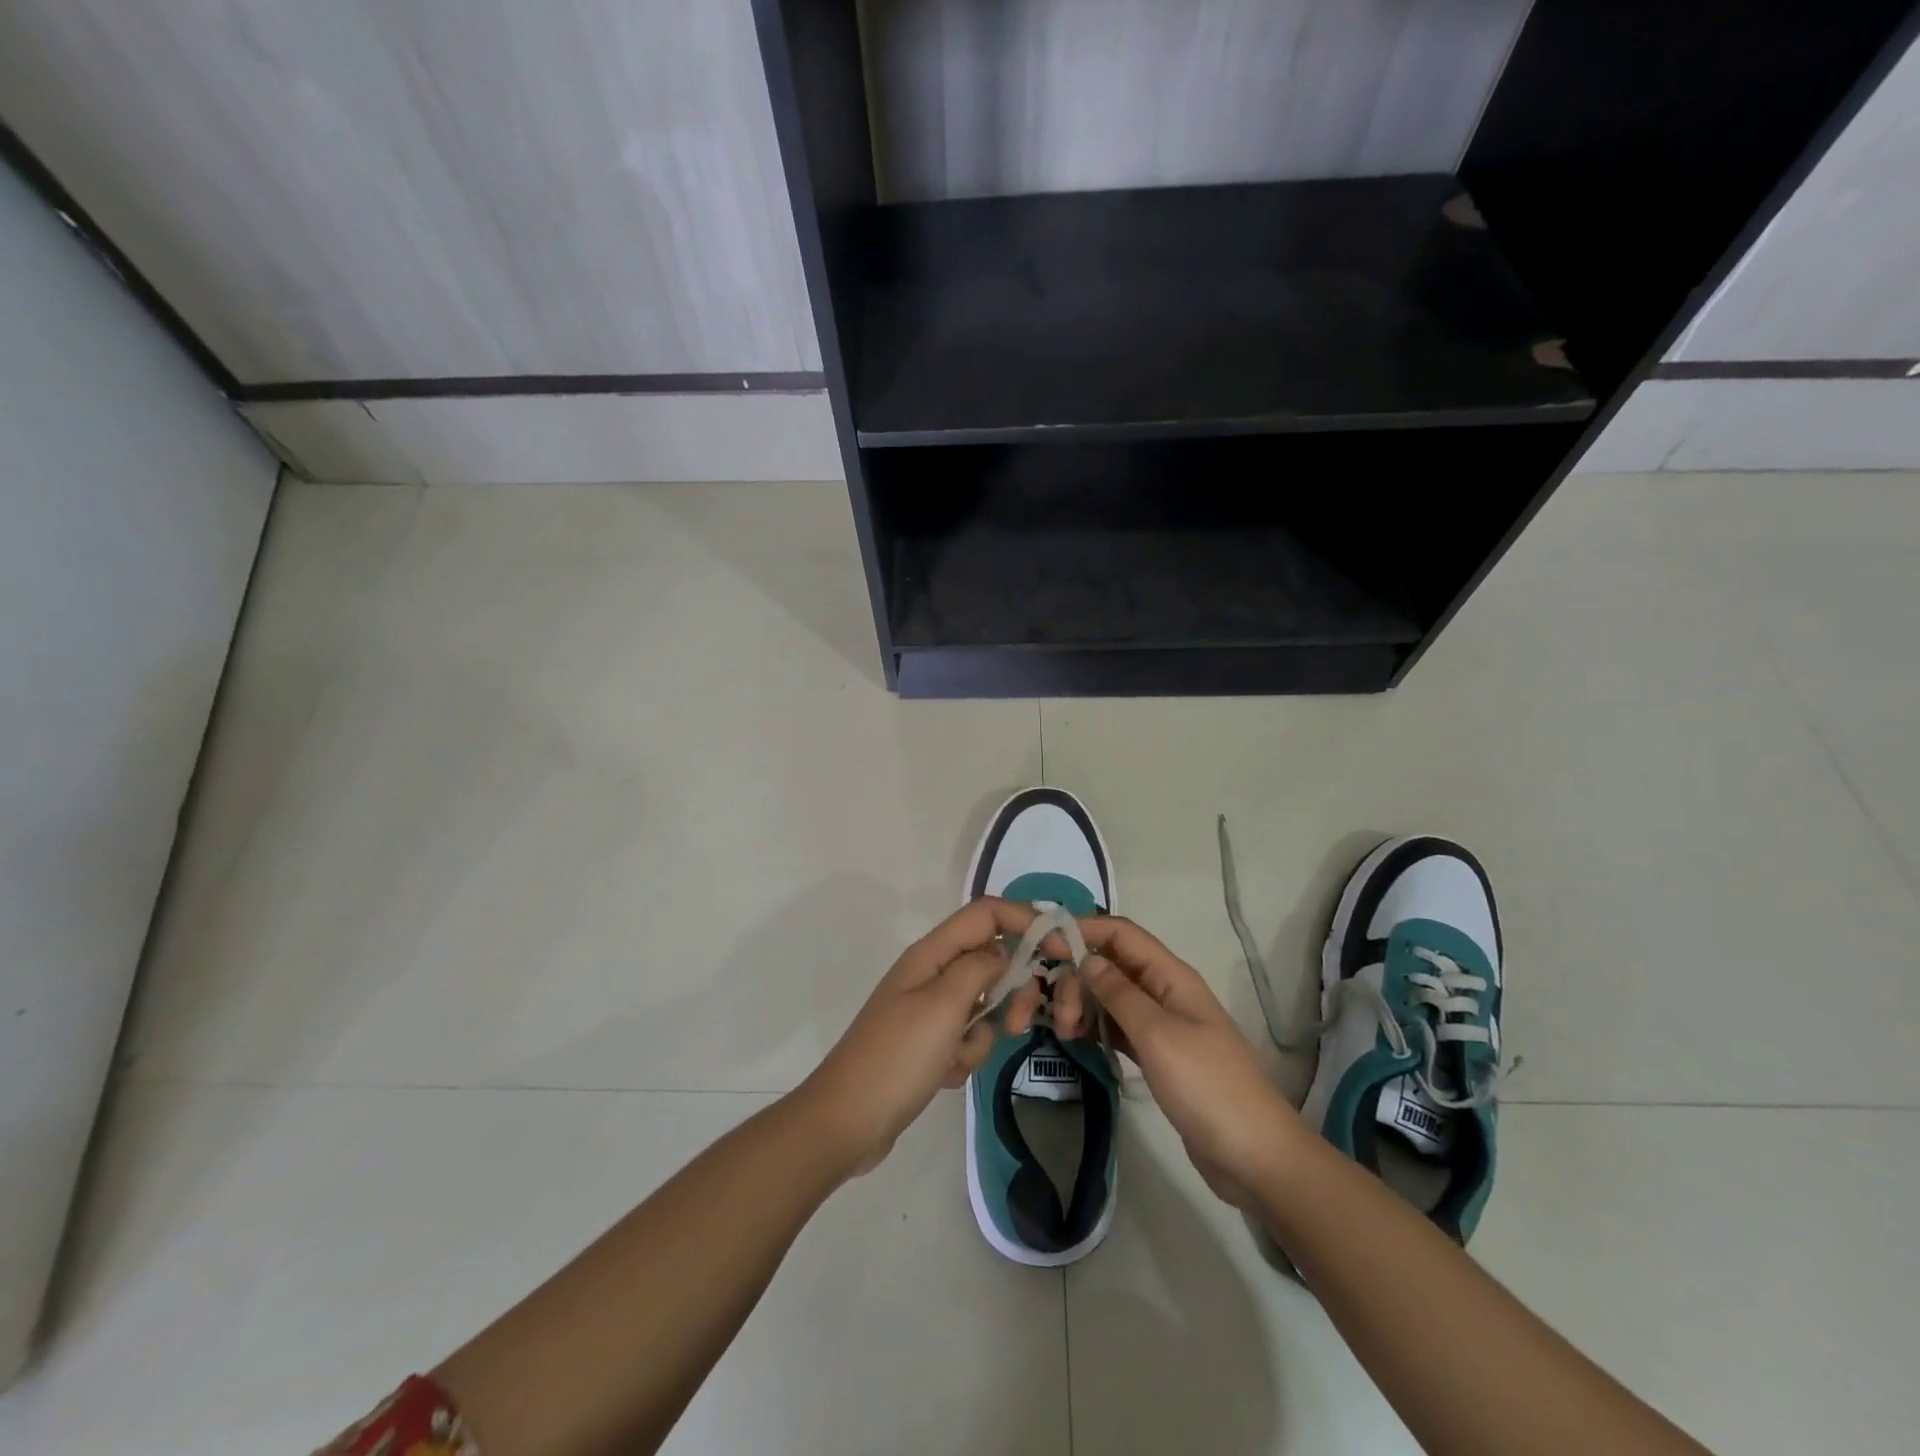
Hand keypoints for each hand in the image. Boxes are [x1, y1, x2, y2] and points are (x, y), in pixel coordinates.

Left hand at [795, 898, 1069, 1177]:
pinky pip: (967, 1038)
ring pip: (983, 1005)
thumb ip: (978, 969)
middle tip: (1017, 1022)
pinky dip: (964, 1056)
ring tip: (959, 1058)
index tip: (1064, 948)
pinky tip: (943, 1076)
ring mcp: (930, 1009)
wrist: (848, 1121)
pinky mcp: (930, 1043)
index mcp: (931, 953)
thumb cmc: (897, 1057)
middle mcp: (932, 973)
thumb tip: (1001, 952)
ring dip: (982, 1033)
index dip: (1026, 920)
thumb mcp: (943, 1006)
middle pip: (991, 960)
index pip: (987, 914)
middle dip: (1011, 991)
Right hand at [1078, 916, 1303, 1210]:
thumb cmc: (1207, 1087)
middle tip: (1059, 1017)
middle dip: (1078, 978)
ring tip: (1063, 1032)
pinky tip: (1076, 1039)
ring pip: (1111, 996)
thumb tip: (1087, 958)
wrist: (1254, 1156)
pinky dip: (1095, 1027)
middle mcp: (1165, 992)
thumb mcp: (1159, 1035)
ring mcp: (1162, 1024)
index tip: (1044, 946)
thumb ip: (1120, 994)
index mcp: (1171, 976)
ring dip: (1083, 1003)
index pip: (1121, 934)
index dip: (1083, 931)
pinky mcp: (1157, 1055)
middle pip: (1111, 965)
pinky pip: (1117, 1027)